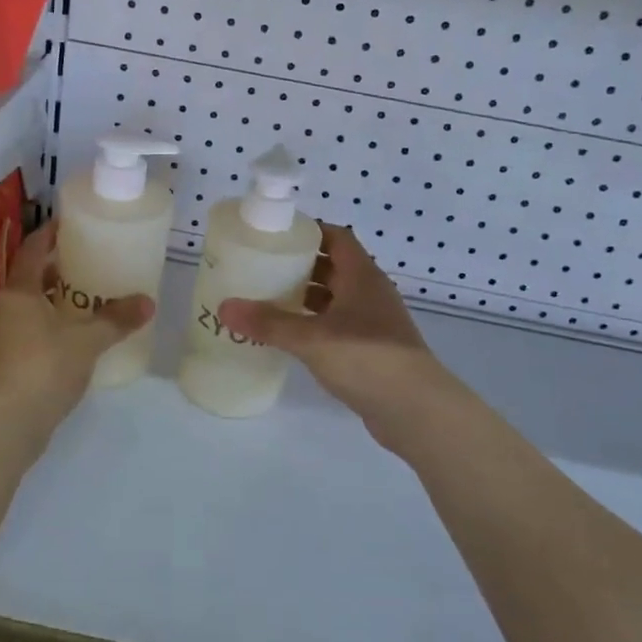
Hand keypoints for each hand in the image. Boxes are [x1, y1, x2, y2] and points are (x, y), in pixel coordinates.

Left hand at [0, 219, 153, 439]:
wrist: (3, 426)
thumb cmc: (43, 368)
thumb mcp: (87, 341)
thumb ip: (116, 320)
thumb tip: (147, 302)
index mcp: (17, 293)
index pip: (31, 251)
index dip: (48, 235)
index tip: (67, 224)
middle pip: (26, 281)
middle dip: (52, 273)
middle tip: (83, 267)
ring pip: (22, 311)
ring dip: (46, 305)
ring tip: (78, 306)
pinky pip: (20, 337)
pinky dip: (40, 332)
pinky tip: (63, 344)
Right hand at [218, 225, 455, 441]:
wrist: (416, 410)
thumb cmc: (366, 358)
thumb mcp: (311, 338)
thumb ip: (268, 323)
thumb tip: (224, 307)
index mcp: (362, 276)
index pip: (337, 237)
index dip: (309, 231)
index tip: (275, 235)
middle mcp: (370, 293)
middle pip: (332, 268)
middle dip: (299, 266)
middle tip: (261, 268)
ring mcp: (373, 323)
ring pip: (334, 300)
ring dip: (305, 298)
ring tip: (267, 301)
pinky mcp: (371, 350)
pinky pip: (336, 327)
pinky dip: (314, 326)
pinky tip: (289, 337)